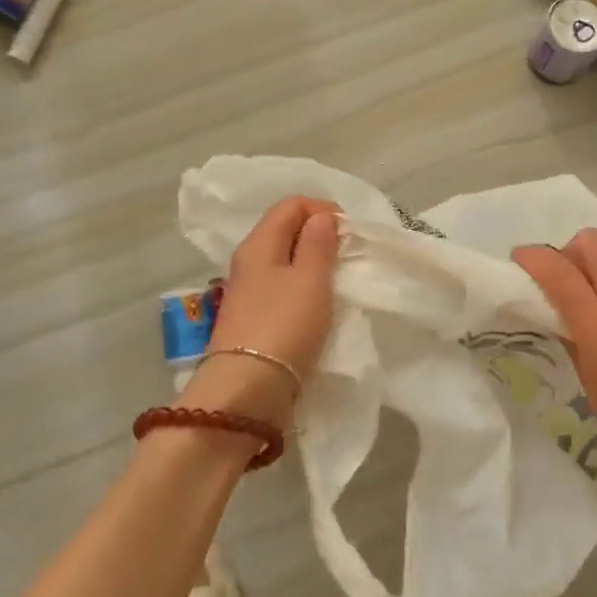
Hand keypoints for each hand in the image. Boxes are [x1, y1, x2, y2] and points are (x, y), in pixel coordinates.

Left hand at [181, 197, 341, 430]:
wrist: (247, 391)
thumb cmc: (284, 326)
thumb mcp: (311, 279)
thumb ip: (318, 243)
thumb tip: (321, 217)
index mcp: (259, 243)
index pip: (291, 205)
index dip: (323, 209)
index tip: (350, 231)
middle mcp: (248, 262)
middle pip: (285, 231)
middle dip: (319, 236)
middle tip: (348, 256)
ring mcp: (248, 292)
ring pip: (284, 262)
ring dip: (312, 264)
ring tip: (338, 281)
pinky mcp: (253, 320)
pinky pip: (282, 289)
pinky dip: (303, 288)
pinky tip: (319, 306)